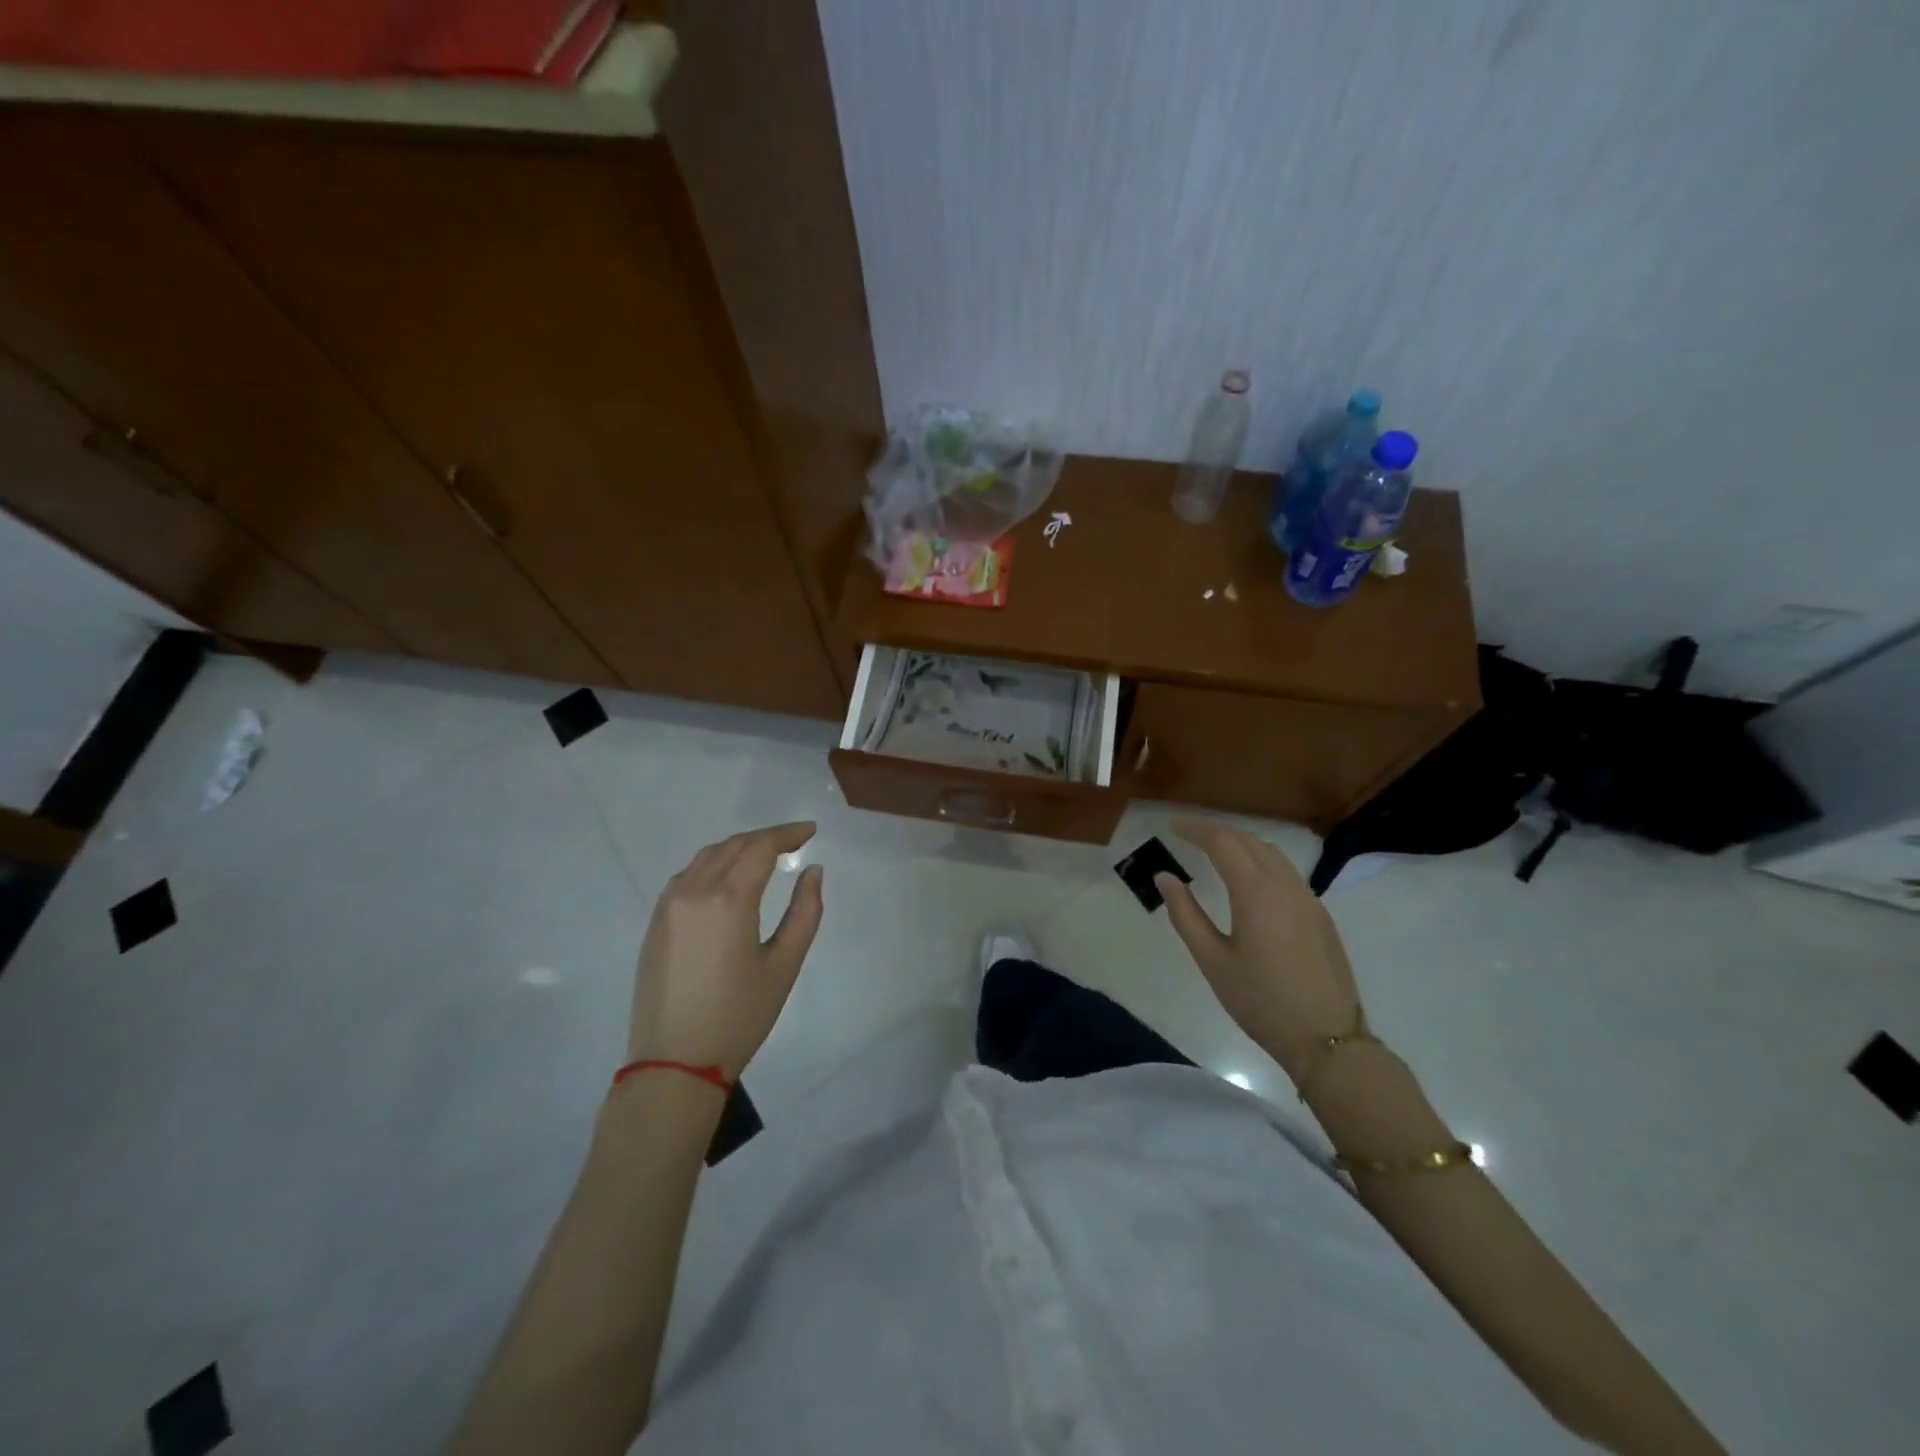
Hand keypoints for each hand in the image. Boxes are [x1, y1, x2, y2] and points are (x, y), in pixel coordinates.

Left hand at [625, 822, 824, 1079]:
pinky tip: (727, 879)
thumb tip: (812, 871)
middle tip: (794, 842)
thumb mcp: (784, 965)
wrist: (673, 1063)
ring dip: (738, 848)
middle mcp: (694, 890)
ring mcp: (668, 905)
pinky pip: (687, 876)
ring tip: (764, 856)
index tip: (810, 831)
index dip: (788, 833)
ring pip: (707, 857)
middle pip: (733, 845)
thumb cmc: (739, 1016)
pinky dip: (713, 865)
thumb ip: (805, 912)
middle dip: (765, 838)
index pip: (760, 846)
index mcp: (729, 898)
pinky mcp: (655, 923)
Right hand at [1158, 816, 1363, 1078]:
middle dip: (1217, 832)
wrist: (1328, 1040)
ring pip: (1272, 854)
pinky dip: (1261, 862)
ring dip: (1242, 844)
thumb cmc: (1261, 1002)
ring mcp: (1308, 899)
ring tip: (1215, 851)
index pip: (1222, 842)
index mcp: (1256, 892)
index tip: (1172, 826)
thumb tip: (1165, 877)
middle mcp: (1286, 885)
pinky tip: (1249, 881)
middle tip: (1188, 835)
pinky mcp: (1320, 916)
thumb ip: (1185, 914)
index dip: (1195, 829)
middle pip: (1249, 841)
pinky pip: (1287, 872)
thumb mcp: (1213, 961)